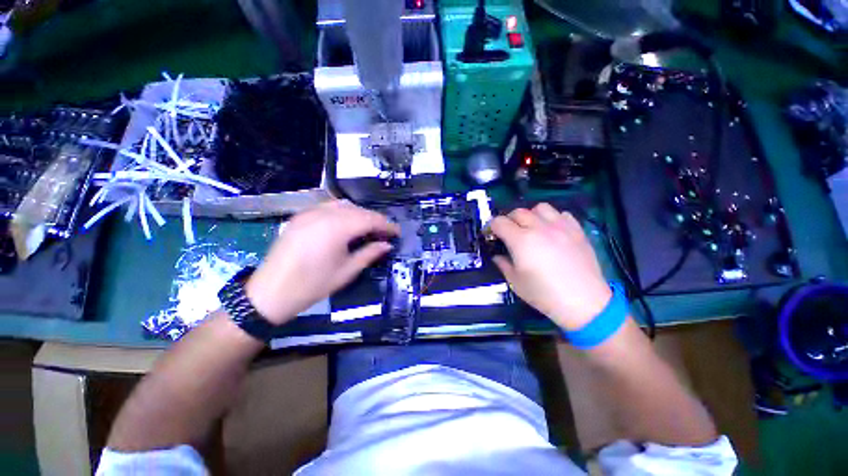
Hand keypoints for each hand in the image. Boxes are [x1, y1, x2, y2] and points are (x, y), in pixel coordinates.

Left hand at [245, 200, 398, 324]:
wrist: (270, 293)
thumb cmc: (312, 285)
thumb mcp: (347, 271)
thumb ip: (369, 254)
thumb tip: (387, 244)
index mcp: (337, 228)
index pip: (370, 219)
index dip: (386, 225)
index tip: (397, 233)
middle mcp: (323, 214)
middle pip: (358, 210)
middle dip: (374, 219)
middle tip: (384, 233)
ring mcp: (309, 212)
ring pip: (343, 205)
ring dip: (359, 214)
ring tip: (367, 229)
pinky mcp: (299, 216)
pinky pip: (327, 207)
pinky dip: (342, 212)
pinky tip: (346, 225)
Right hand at [490, 203, 611, 330]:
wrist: (584, 303)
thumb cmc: (544, 295)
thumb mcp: (516, 282)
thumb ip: (503, 264)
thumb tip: (498, 255)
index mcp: (521, 241)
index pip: (499, 222)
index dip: (492, 227)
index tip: (492, 236)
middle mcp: (539, 228)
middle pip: (518, 212)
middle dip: (509, 220)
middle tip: (509, 234)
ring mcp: (560, 227)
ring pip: (540, 208)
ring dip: (531, 215)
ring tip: (532, 228)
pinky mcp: (577, 230)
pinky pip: (561, 214)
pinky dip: (553, 219)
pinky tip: (553, 231)